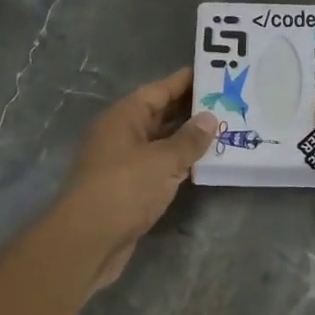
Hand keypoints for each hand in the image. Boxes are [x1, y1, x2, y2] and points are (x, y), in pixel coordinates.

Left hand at [55, 69, 218, 289]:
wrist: (87, 241)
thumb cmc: (124, 189)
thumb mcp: (162, 161)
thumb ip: (189, 139)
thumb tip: (210, 117)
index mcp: (124, 117)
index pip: (158, 90)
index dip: (184, 81)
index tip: (213, 73)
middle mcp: (121, 134)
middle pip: (159, 114)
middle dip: (190, 109)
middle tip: (226, 102)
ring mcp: (123, 162)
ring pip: (160, 141)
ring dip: (187, 138)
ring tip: (223, 129)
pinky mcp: (128, 188)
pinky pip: (159, 165)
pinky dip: (179, 162)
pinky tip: (202, 163)